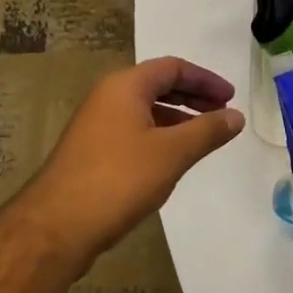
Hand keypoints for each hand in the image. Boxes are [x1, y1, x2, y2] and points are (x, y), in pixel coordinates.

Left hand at [22, 57, 244, 261]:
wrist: (57, 226)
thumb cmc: (119, 179)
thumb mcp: (172, 153)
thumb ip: (207, 131)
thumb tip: (236, 116)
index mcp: (125, 86)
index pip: (172, 67)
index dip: (205, 79)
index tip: (231, 98)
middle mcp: (107, 97)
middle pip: (157, 85)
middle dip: (193, 97)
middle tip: (222, 113)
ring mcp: (96, 125)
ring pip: (145, 110)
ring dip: (177, 118)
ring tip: (204, 137)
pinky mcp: (91, 151)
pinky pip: (133, 130)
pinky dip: (159, 136)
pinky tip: (172, 159)